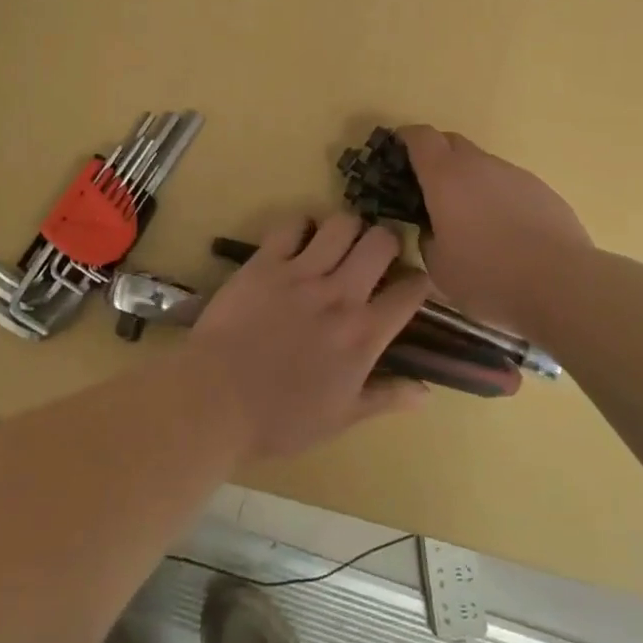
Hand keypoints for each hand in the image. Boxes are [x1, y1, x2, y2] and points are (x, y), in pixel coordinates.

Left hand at [184, 214, 432, 461]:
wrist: (215, 400)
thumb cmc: (279, 419)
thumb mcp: (341, 418)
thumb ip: (386, 397)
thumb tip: (427, 392)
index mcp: (363, 334)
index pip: (411, 290)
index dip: (420, 282)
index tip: (412, 285)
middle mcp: (340, 294)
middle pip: (381, 242)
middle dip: (387, 242)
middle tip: (376, 256)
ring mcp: (301, 273)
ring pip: (342, 224)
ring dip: (347, 229)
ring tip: (340, 243)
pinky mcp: (265, 262)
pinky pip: (292, 225)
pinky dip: (301, 226)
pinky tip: (299, 240)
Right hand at [396, 125, 593, 339]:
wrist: (563, 285)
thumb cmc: (489, 276)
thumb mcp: (439, 268)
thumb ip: (427, 239)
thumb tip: (432, 229)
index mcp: (445, 177)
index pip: (419, 137)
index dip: (404, 139)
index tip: (395, 154)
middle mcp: (480, 165)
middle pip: (451, 142)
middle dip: (435, 156)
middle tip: (427, 189)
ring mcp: (515, 174)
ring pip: (482, 165)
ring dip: (469, 180)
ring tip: (470, 219)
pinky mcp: (542, 190)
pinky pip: (509, 184)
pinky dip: (497, 197)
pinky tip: (505, 232)